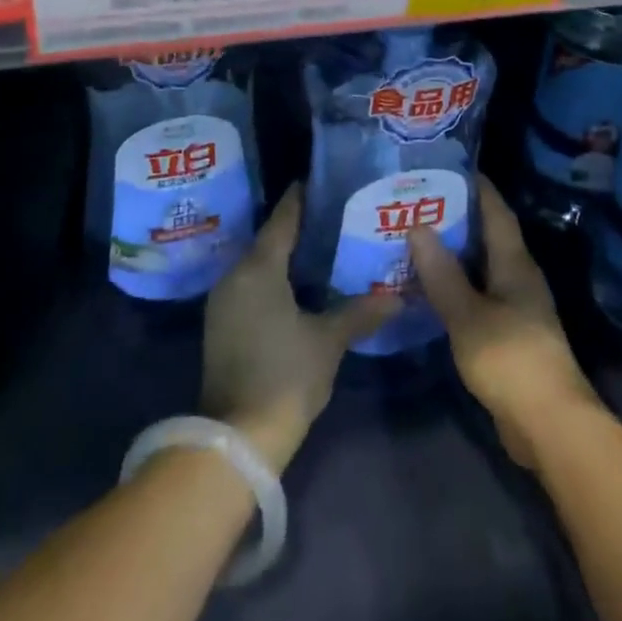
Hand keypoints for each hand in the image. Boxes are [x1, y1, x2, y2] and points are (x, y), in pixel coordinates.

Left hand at [201, 186, 398, 473]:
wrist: (236, 439)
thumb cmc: (285, 376)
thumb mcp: (328, 341)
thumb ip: (360, 312)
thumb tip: (398, 297)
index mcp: (258, 268)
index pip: (283, 218)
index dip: (303, 198)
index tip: (326, 181)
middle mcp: (235, 275)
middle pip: (271, 239)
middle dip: (302, 227)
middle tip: (339, 216)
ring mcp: (225, 301)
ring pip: (261, 264)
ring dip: (290, 255)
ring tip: (328, 247)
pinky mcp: (223, 324)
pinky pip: (253, 285)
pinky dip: (277, 278)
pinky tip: (304, 284)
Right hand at [408, 177, 599, 467]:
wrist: (549, 425)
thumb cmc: (511, 359)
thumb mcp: (468, 314)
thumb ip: (442, 273)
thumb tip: (418, 226)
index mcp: (515, 263)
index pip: (496, 212)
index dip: (476, 187)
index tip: (447, 166)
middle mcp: (518, 277)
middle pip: (487, 237)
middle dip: (455, 218)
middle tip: (415, 203)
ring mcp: (515, 307)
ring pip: (479, 268)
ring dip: (451, 255)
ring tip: (412, 241)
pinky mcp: (508, 335)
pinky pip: (476, 296)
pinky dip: (453, 286)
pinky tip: (426, 290)